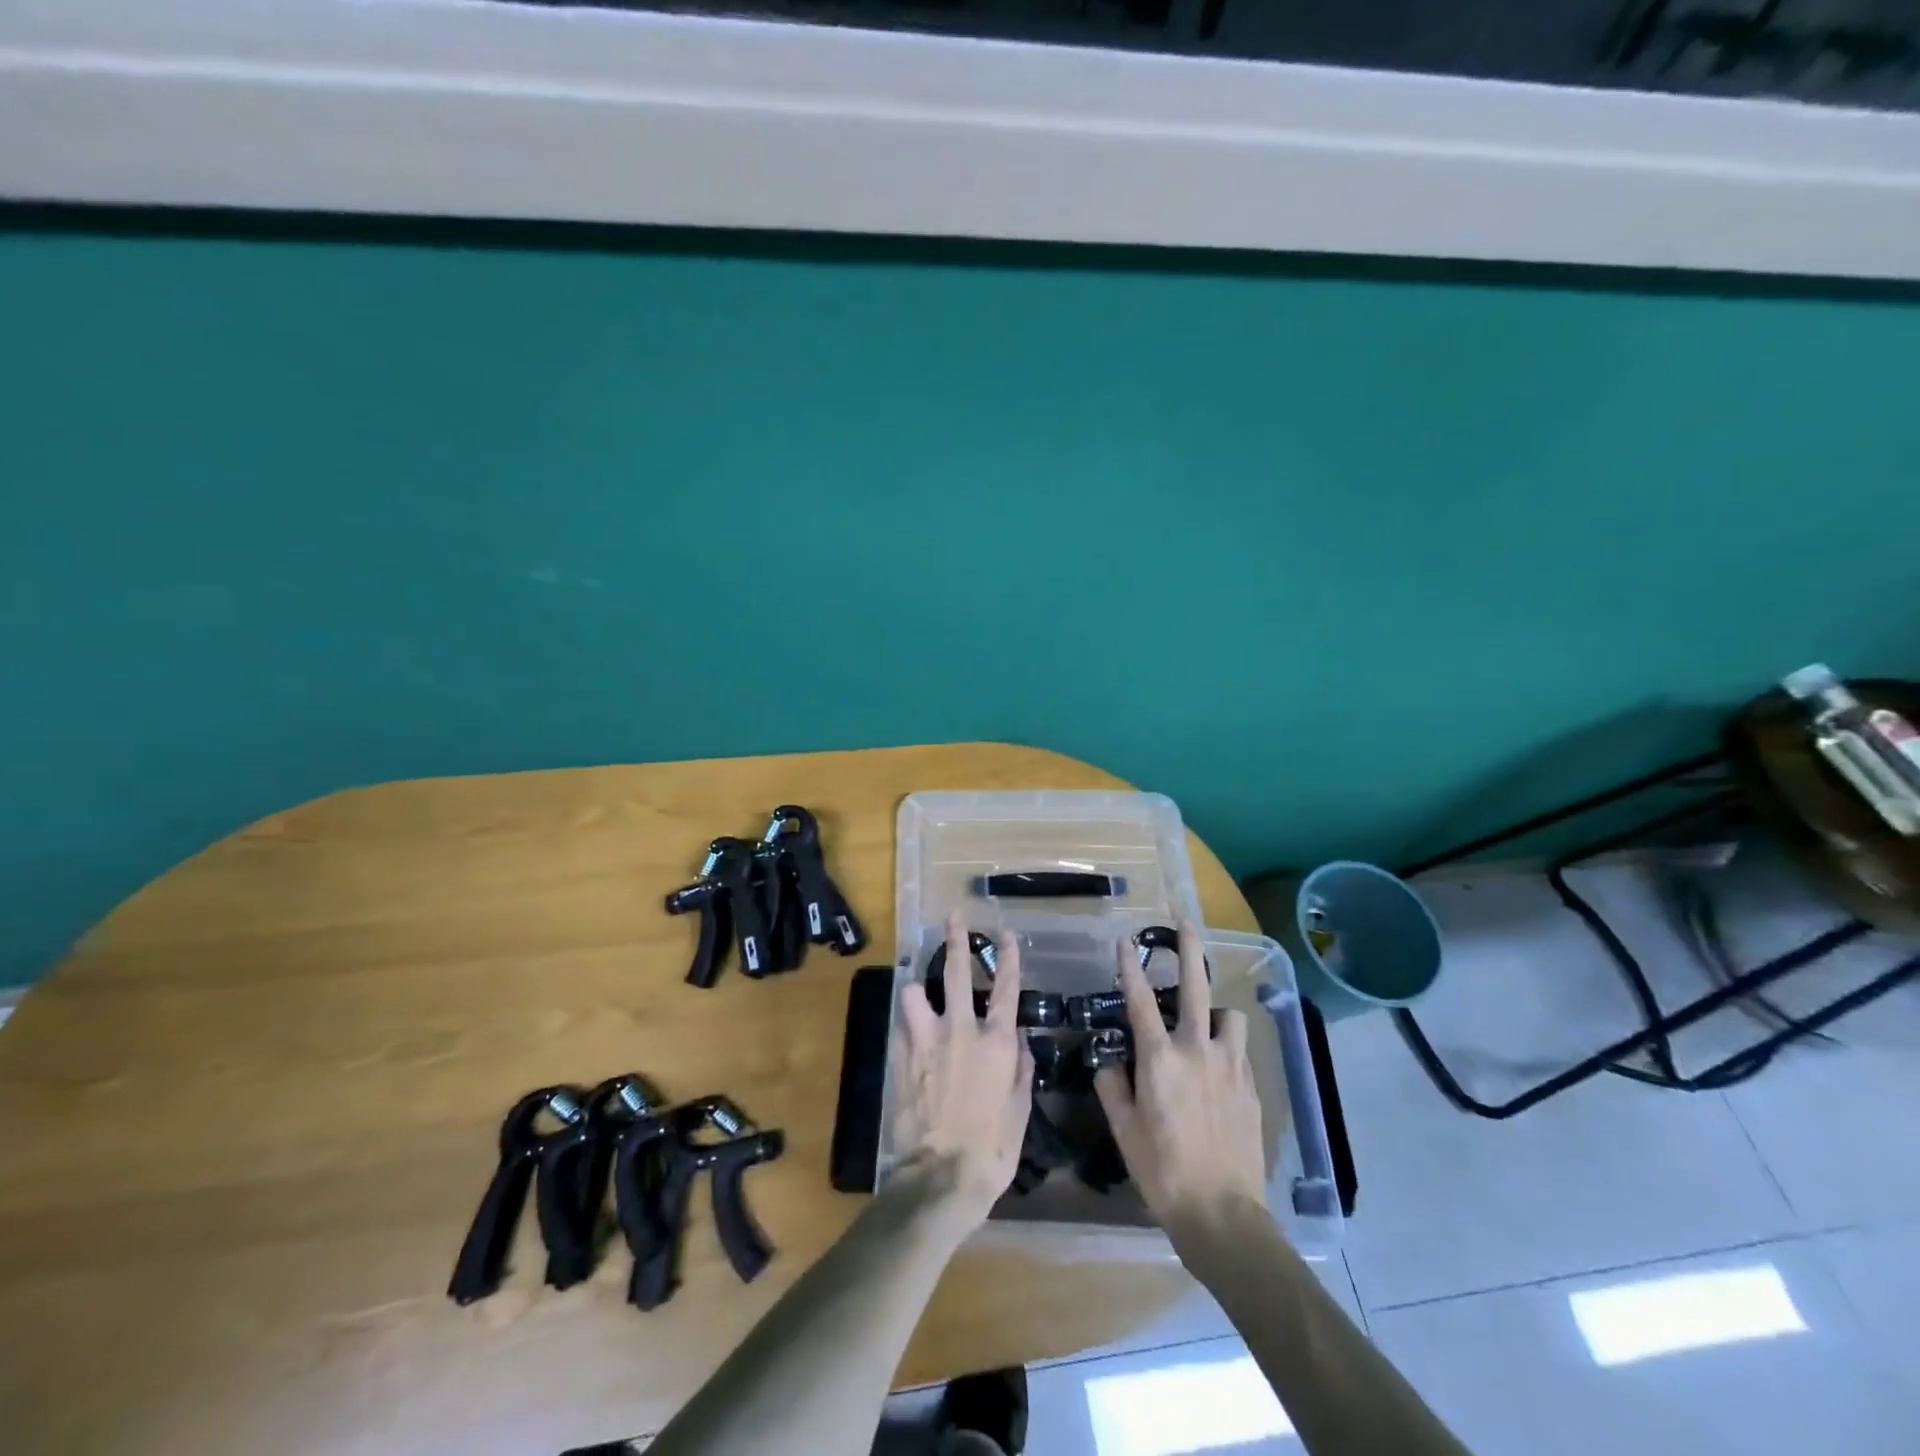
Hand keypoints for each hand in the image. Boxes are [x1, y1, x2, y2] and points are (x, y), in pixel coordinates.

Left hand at [891, 914, 1034, 1226]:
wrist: (941, 1177)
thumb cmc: (992, 1149)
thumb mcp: (1020, 1109)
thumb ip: (1020, 1066)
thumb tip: (1018, 1038)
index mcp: (996, 1042)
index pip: (1005, 987)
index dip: (1007, 957)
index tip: (1007, 933)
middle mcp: (960, 1030)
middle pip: (955, 972)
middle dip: (956, 940)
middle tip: (953, 917)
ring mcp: (926, 1041)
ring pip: (915, 992)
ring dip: (918, 987)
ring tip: (919, 985)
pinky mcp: (901, 1057)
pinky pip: (902, 1026)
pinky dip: (908, 1022)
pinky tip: (910, 1028)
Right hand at [1094, 921, 1265, 1231]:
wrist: (1223, 1214)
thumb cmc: (1163, 1171)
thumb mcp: (1124, 1130)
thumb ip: (1112, 1087)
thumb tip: (1109, 1061)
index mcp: (1159, 1059)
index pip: (1139, 1001)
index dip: (1129, 967)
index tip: (1124, 942)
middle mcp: (1196, 1050)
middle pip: (1194, 987)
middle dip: (1189, 951)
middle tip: (1186, 924)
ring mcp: (1230, 1066)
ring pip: (1228, 1017)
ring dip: (1216, 1013)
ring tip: (1206, 1024)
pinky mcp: (1251, 1087)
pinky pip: (1239, 1052)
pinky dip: (1227, 1048)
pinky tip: (1219, 1069)